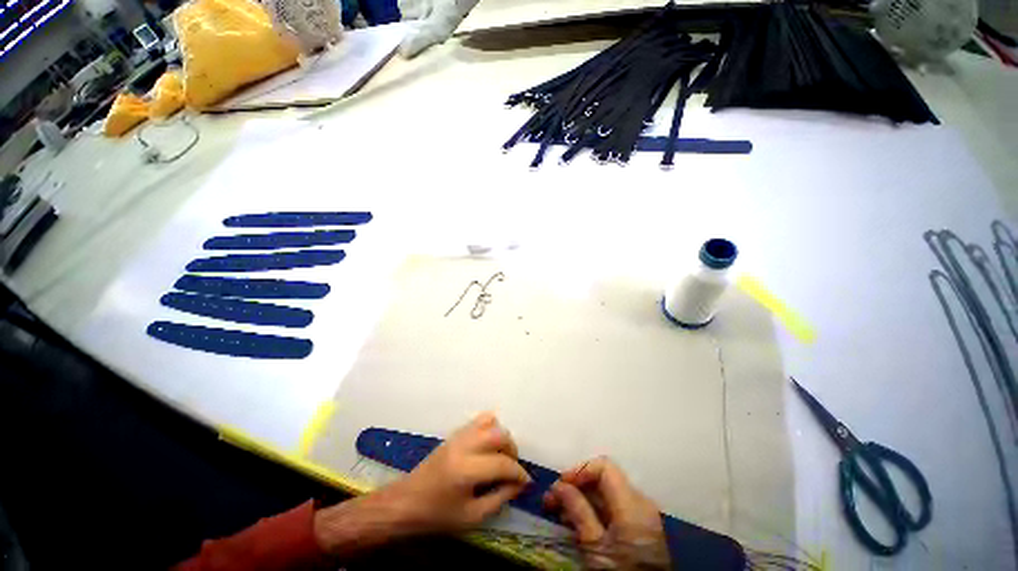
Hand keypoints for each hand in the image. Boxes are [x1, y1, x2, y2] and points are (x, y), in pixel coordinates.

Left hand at [315, 414, 529, 555]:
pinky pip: (478, 421)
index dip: (519, 473)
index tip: (526, 481)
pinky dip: (490, 429)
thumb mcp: (471, 517)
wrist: (406, 502)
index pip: (502, 464)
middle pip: (499, 435)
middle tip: (513, 468)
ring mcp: (458, 436)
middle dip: (512, 450)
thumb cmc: (436, 516)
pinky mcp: (454, 434)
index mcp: (467, 470)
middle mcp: (464, 446)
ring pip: (490, 422)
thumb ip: (499, 498)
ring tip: (501, 456)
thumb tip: (520, 484)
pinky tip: (488, 447)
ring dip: (501, 437)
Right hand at [544, 456, 670, 569]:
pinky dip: (593, 510)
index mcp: (633, 503)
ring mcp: (642, 515)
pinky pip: (613, 508)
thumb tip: (559, 485)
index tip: (560, 485)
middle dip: (576, 486)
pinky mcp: (639, 528)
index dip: (580, 470)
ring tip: (559, 511)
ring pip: (606, 493)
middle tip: (552, 499)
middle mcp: (640, 502)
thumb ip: (578, 510)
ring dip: (581, 498)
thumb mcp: (595, 545)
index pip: (604, 467)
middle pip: (604, 479)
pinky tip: (576, 521)